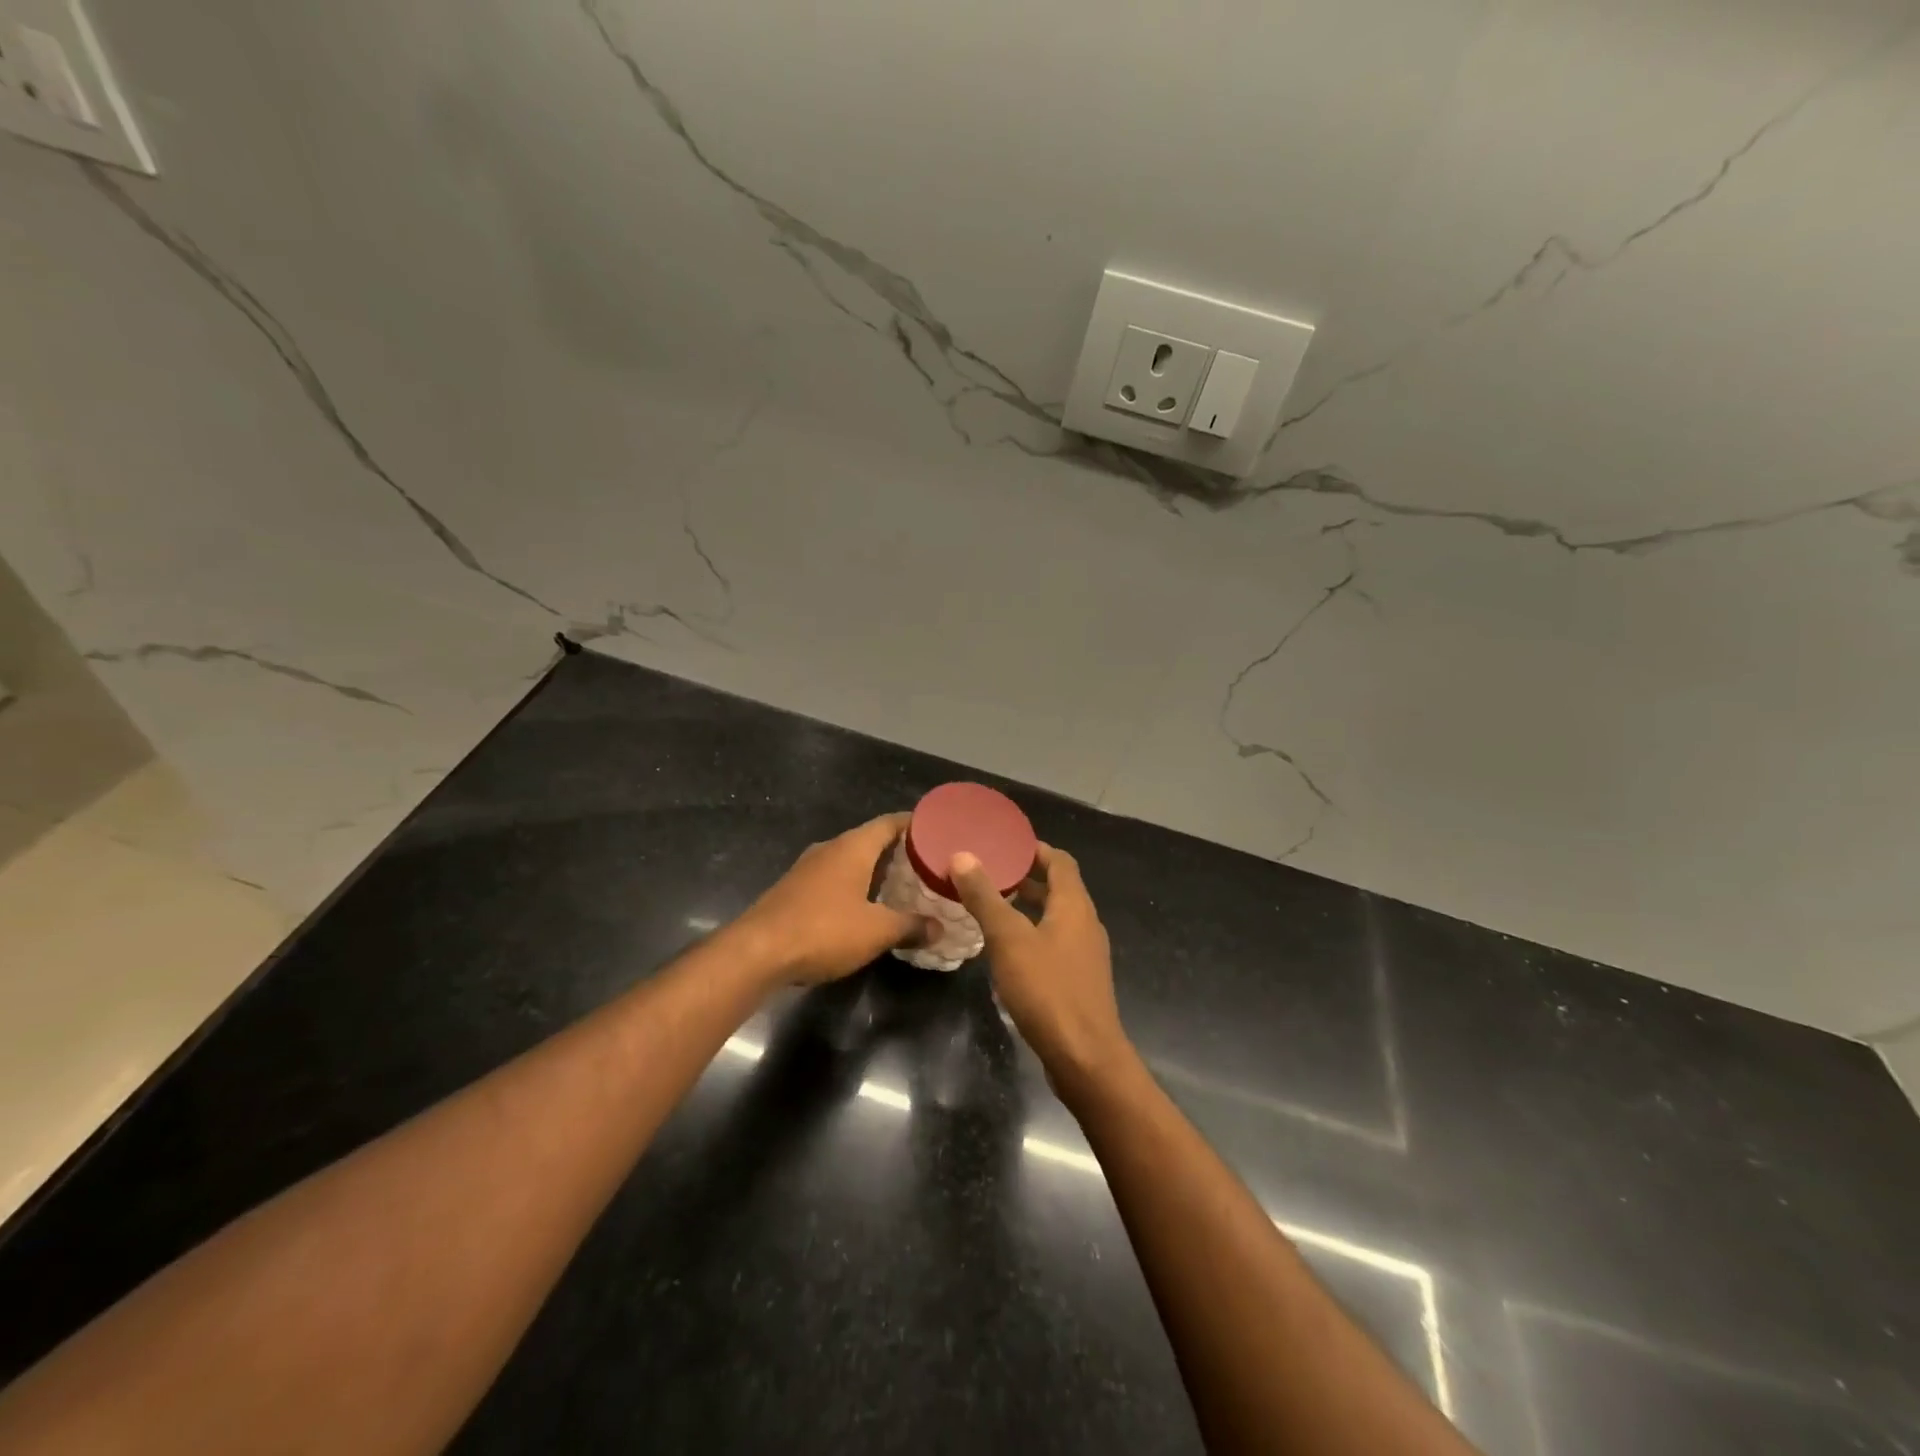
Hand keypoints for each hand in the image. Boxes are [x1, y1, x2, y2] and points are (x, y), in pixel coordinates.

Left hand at [731, 813, 929, 985]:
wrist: (757, 952)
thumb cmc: (823, 930)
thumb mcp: (877, 931)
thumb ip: (911, 926)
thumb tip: (939, 928)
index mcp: (853, 847)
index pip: (890, 823)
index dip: (915, 824)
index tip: (938, 831)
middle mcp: (830, 849)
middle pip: (871, 840)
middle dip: (899, 851)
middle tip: (928, 865)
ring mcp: (808, 869)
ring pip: (851, 861)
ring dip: (875, 871)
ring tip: (903, 887)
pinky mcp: (794, 890)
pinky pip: (834, 879)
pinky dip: (855, 886)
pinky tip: (866, 907)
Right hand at [949, 844, 1132, 1097]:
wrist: (1085, 1057)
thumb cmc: (1047, 989)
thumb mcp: (1009, 939)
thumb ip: (985, 897)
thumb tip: (962, 856)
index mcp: (1075, 905)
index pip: (1060, 861)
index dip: (1035, 850)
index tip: (1005, 845)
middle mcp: (1086, 923)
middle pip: (1060, 888)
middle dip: (1028, 878)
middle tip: (990, 874)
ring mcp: (1086, 954)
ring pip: (1057, 918)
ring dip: (1030, 908)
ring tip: (993, 908)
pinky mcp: (1080, 980)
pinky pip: (1056, 943)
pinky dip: (1034, 934)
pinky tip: (1008, 951)